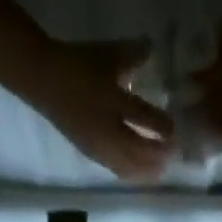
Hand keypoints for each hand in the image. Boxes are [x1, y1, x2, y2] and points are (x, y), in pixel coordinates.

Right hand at [25, 38, 174, 181]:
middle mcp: (109, 132)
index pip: (145, 119)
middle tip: (175, 154)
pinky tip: (138, 173)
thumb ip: (133, 54)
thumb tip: (152, 49)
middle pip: (140, 152)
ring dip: (147, 170)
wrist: (42, 78)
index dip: (164, 127)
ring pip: (129, 167)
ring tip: (161, 169)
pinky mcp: (92, 154)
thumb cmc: (77, 64)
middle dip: (160, 155)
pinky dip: (131, 173)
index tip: (178, 128)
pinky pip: (116, 169)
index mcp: (114, 104)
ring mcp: (100, 147)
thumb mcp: (108, 54)